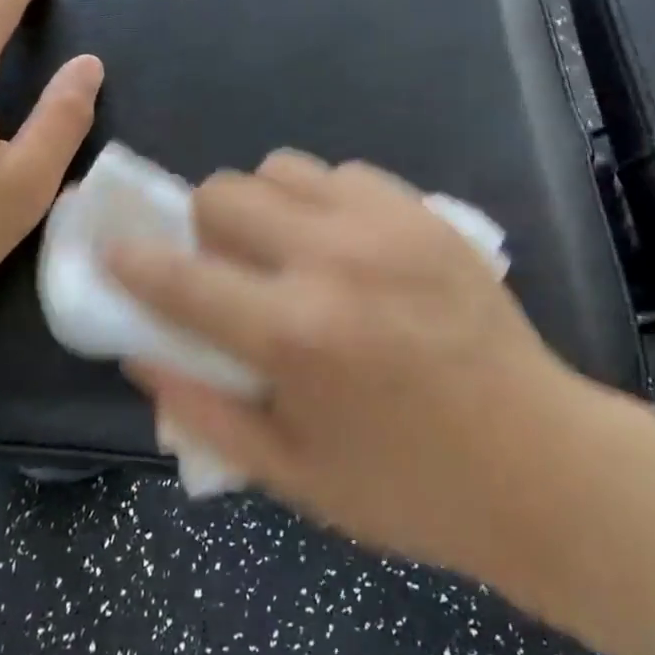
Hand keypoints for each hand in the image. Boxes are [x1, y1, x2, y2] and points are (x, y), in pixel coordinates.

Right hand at [108, 153, 581, 580]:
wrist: (538, 460)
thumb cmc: (408, 487)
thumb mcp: (292, 474)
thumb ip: (204, 410)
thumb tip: (142, 352)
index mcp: (293, 334)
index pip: (180, 278)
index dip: (133, 262)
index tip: (115, 252)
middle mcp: (331, 259)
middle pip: (225, 191)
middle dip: (203, 226)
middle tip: (227, 268)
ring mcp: (384, 224)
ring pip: (282, 167)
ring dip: (264, 205)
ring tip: (287, 250)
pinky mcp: (424, 212)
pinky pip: (344, 173)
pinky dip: (322, 200)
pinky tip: (345, 245)